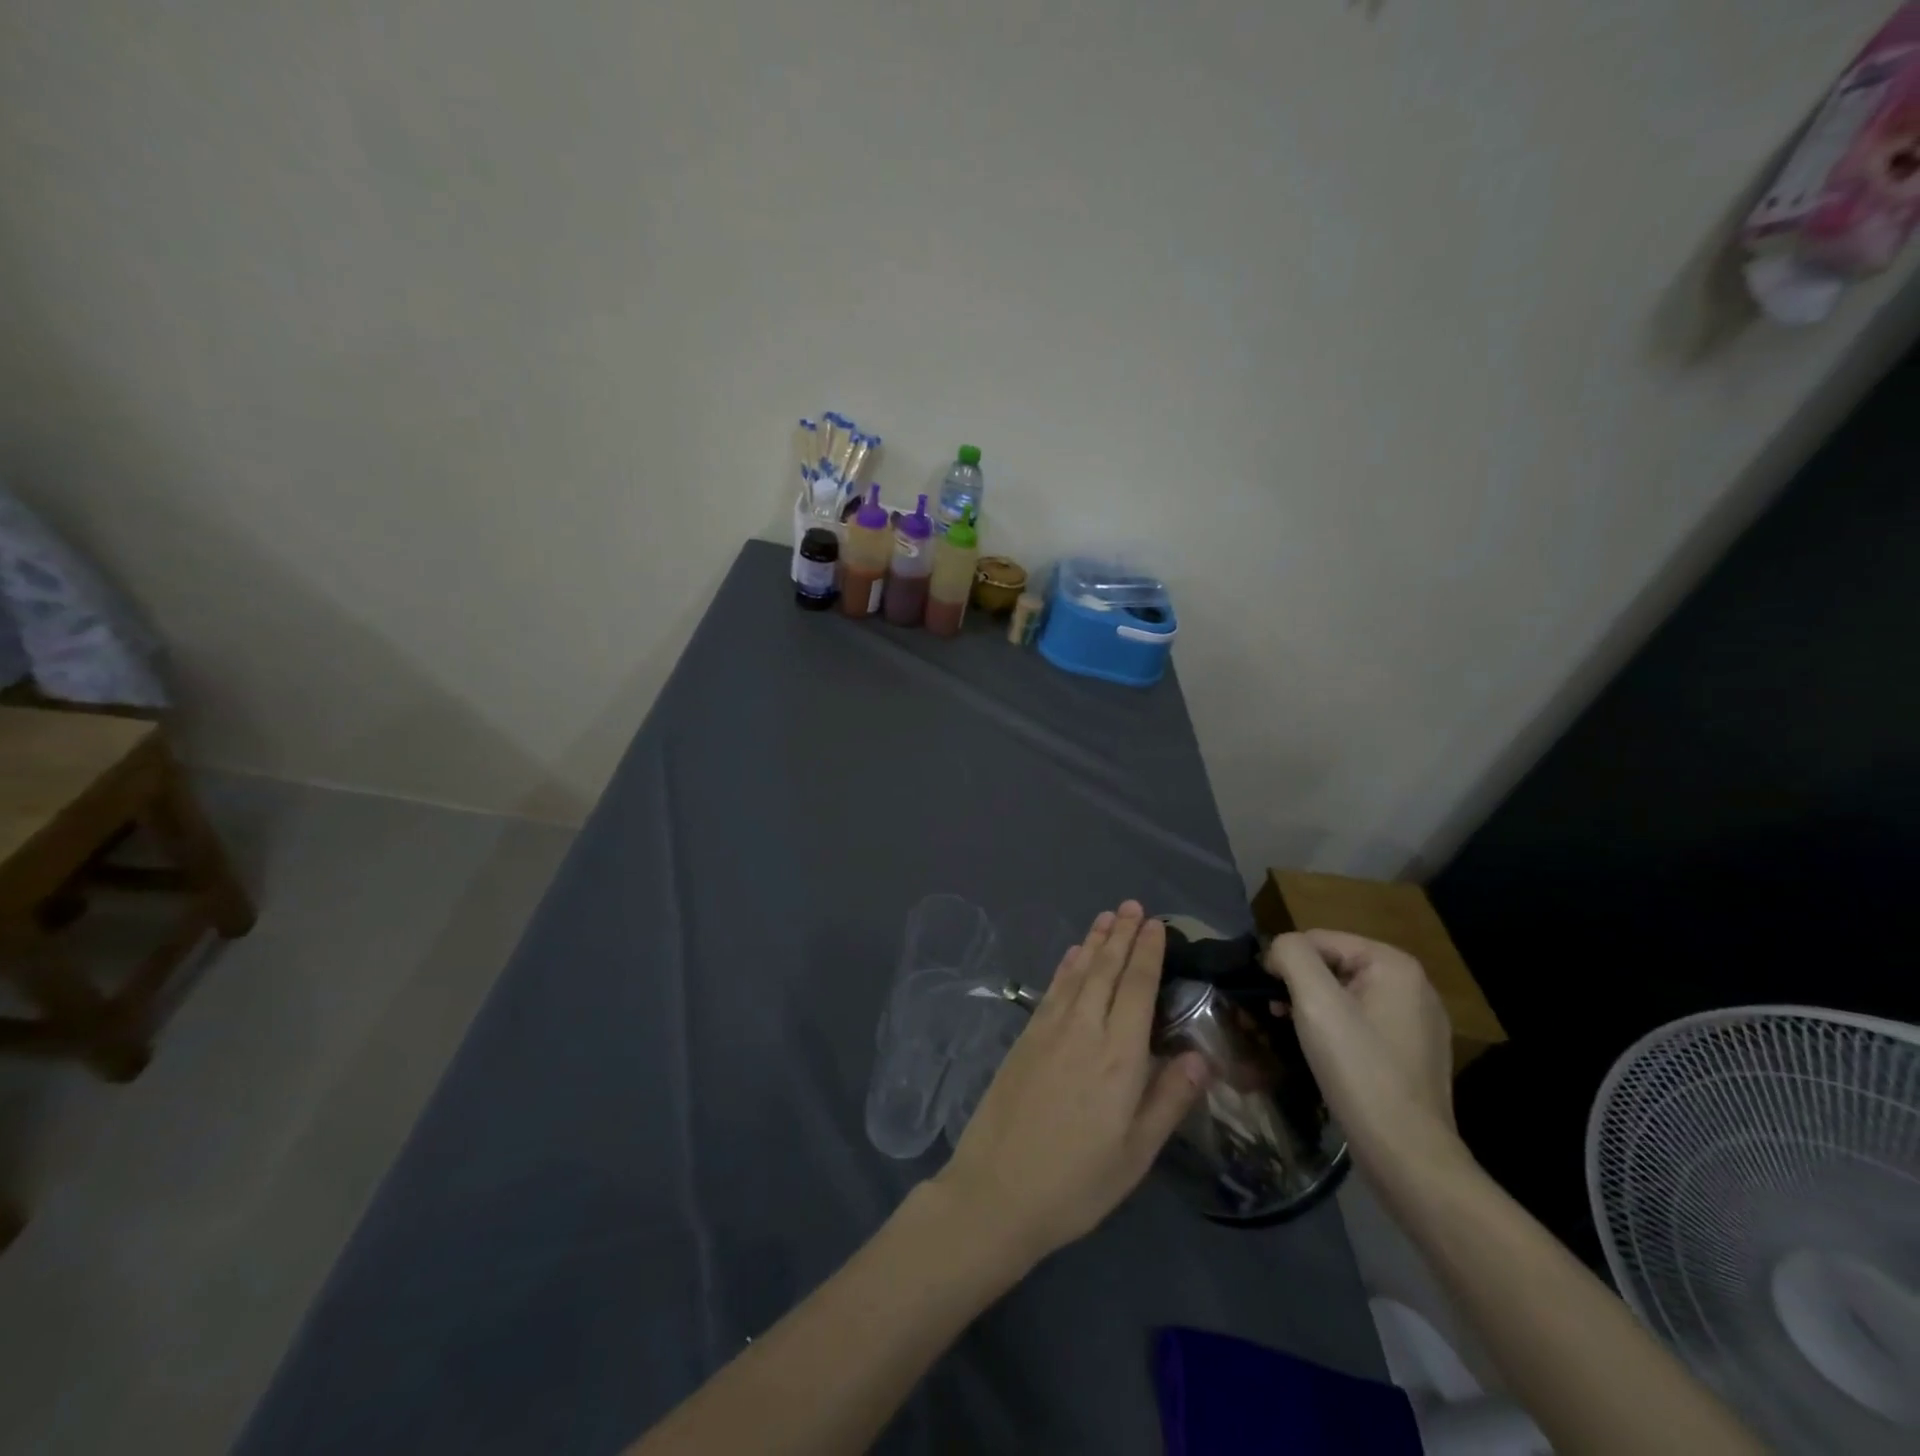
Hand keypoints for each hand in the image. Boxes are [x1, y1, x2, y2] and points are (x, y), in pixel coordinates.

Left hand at [935, 903, 1210, 1262]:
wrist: (996, 1190)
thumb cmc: (1077, 1182)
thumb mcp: (1136, 1154)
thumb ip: (1169, 1099)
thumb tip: (1202, 1056)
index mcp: (1119, 1057)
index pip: (1137, 988)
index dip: (1147, 952)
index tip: (1155, 923)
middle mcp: (1084, 1030)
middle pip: (1106, 970)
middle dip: (1121, 934)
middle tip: (1132, 905)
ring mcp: (1049, 1030)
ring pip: (1077, 972)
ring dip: (1094, 941)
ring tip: (1106, 916)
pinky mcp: (1025, 1038)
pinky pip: (1052, 989)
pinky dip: (1065, 966)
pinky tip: (1072, 955)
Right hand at [1264, 930, 1463, 1176]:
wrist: (1406, 1154)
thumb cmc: (1359, 1070)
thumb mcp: (1315, 1002)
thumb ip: (1292, 955)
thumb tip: (1278, 950)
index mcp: (1395, 964)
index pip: (1319, 939)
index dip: (1285, 962)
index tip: (1268, 997)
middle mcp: (1414, 985)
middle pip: (1334, 965)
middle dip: (1300, 986)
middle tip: (1278, 1017)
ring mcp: (1418, 1021)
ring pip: (1346, 995)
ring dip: (1314, 1008)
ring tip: (1295, 1034)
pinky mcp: (1414, 1052)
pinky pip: (1363, 1022)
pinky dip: (1337, 1029)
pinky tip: (1325, 1055)